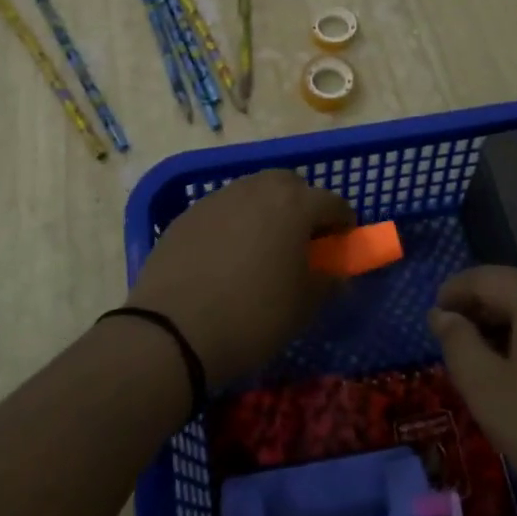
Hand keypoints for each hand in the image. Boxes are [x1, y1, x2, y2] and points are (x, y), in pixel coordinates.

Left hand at [126, 169, 354, 388]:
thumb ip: (328, 282)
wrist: (173, 330)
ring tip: (263, 247)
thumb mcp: (304, 306)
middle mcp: (257, 189)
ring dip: (266, 211)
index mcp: (294, 205)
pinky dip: (234, 223)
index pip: (333, 203)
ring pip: (253, 192)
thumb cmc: (253, 316)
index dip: (343, 223)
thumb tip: (335, 274)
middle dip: (303, 205)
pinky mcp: (187, 215)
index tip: (343, 245)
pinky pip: (223, 210)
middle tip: (302, 240)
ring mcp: (218, 199)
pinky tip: (226, 256)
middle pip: (290, 185)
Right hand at [429, 266, 516, 515]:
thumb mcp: (488, 391)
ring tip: (489, 365)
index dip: (451, 294)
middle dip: (480, 312)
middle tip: (456, 347)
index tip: (432, 320)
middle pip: (514, 289)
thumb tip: (442, 314)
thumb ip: (458, 344)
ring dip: (510, 328)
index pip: (482, 278)